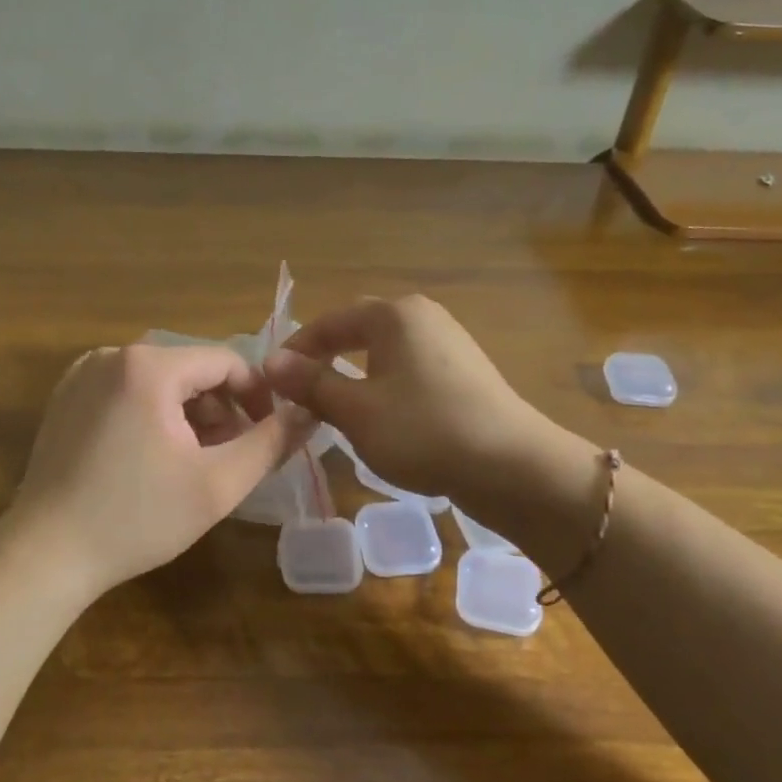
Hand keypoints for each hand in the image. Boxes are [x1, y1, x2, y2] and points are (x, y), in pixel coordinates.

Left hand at [10, 343, 311, 596]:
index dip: (257, 396)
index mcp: (149, 366)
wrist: (46, 554)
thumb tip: (309, 412)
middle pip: (191, 370)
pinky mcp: (64, 399)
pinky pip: (126, 393)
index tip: (268, 435)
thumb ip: (271, 442)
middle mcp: (112, 356)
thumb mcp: (218, 483)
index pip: (226, 361)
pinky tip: (152, 461)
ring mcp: (82, 376)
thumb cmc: (138, 518)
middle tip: (229, 458)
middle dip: (220, 410)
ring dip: (188, 416)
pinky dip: (152, 417)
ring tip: (194, 463)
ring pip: (159, 383)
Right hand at [263, 296, 557, 505]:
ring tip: (335, 409)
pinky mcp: (464, 371)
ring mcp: (448, 342)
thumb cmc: (423, 432)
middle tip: (300, 395)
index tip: (271, 383)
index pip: (328, 322)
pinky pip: (409, 370)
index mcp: (393, 315)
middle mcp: (422, 316)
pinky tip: (383, 418)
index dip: (295, 351)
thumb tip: (270, 362)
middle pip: (357, 331)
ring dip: (354, 376)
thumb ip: (311, 383)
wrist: (512, 466)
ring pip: (384, 353)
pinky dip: (384, 387)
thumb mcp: (356, 411)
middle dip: (325, 360)